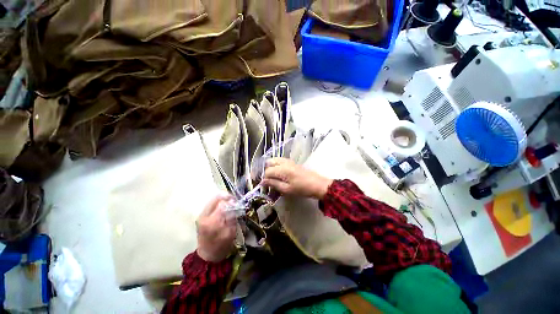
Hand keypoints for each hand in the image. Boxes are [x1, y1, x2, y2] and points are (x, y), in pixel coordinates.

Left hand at [196, 195, 235, 261]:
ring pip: (213, 199)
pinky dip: (219, 202)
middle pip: (216, 198)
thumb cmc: (221, 246)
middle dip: (227, 197)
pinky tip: (224, 206)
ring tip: (230, 202)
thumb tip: (235, 205)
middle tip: (235, 201)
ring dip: (223, 199)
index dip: (232, 201)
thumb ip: (232, 218)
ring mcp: (201, 215)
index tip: (238, 203)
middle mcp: (204, 216)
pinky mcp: (201, 215)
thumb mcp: (230, 233)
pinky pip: (211, 203)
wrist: (207, 255)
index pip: (223, 204)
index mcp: (212, 222)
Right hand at [262, 158, 332, 198]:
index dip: (264, 178)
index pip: (267, 171)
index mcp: (282, 169)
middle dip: (265, 170)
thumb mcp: (287, 189)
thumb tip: (262, 182)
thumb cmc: (302, 189)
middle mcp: (284, 162)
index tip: (264, 185)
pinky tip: (278, 172)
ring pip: (274, 160)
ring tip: (271, 176)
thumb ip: (274, 184)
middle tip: (267, 180)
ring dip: (270, 166)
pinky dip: (276, 165)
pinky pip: (280, 160)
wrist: (317, 184)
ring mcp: (288, 161)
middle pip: (269, 162)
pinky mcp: (292, 162)